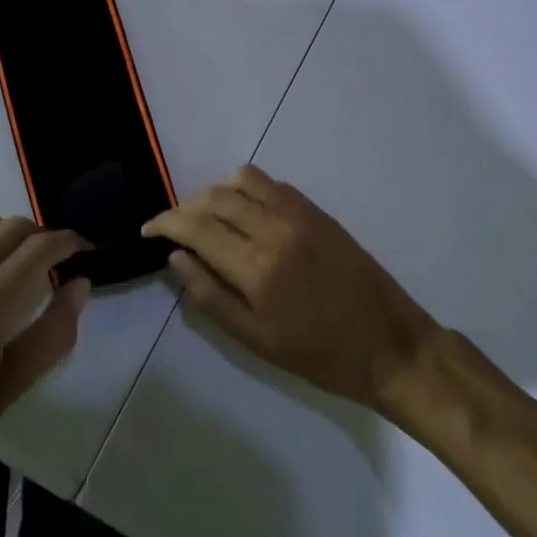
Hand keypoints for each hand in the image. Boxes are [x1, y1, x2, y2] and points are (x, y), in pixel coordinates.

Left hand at [0, 218, 88, 503]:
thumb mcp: (5, 392)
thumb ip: (50, 335)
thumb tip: (80, 287)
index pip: (39, 248)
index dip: (70, 243)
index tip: (89, 253)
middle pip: (13, 227)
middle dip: (46, 234)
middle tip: (63, 262)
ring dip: (15, 234)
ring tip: (29, 264)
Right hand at [144, 166, 437, 414]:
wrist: (389, 343)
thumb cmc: (319, 355)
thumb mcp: (257, 341)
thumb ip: (211, 297)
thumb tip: (177, 258)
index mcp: (257, 268)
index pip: (196, 227)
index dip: (165, 222)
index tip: (147, 229)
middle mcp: (275, 229)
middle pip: (215, 198)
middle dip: (185, 207)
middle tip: (173, 228)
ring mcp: (299, 214)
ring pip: (243, 180)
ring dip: (215, 192)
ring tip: (207, 217)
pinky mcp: (318, 211)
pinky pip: (273, 184)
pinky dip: (248, 190)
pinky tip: (245, 213)